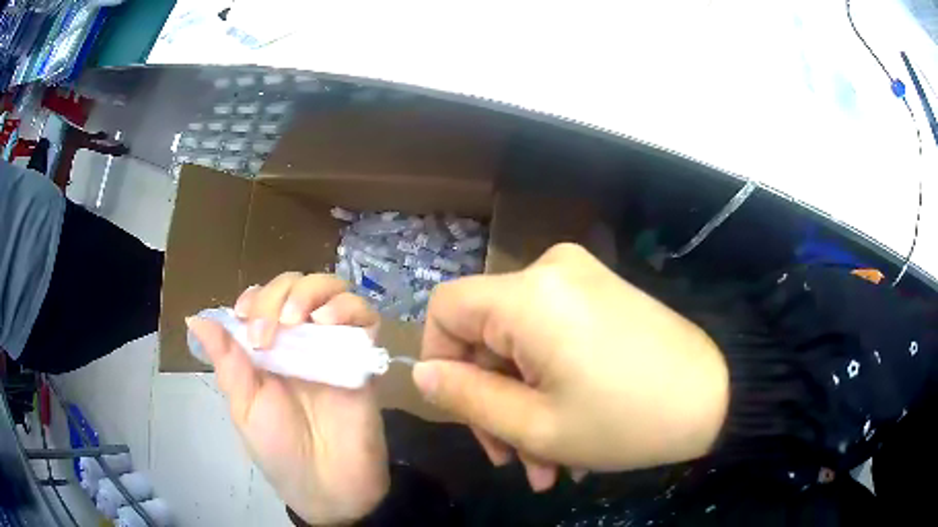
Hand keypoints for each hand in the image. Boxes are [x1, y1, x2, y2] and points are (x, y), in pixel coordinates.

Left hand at [187, 274, 387, 524]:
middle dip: (278, 294)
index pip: (263, 298)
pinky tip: (328, 322)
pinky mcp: (363, 357)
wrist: (329, 485)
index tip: (245, 318)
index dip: (255, 297)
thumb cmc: (280, 451)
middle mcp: (300, 341)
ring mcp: (333, 346)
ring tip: (300, 320)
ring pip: (331, 289)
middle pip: (295, 284)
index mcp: (269, 350)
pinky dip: (347, 307)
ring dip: (312, 291)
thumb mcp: (245, 407)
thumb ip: (227, 362)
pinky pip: (364, 315)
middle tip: (269, 332)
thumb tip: (194, 319)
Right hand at [413, 243, 728, 490]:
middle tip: (514, 460)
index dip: (440, 360)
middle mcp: (549, 270)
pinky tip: (569, 434)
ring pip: (521, 344)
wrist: (717, 395)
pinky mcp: (601, 293)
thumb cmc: (627, 420)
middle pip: (487, 334)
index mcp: (529, 295)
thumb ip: (466, 397)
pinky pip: (552, 336)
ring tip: (548, 463)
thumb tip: (422, 373)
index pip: (446, 309)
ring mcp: (580, 279)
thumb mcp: (536, 426)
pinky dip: (550, 382)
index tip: (464, 413)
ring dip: (525, 403)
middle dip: (494, 401)